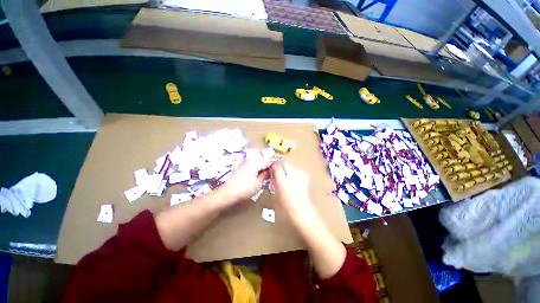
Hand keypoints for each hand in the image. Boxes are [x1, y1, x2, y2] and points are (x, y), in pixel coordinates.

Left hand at [219, 158, 271, 205]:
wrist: (227, 193)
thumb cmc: (244, 189)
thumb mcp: (258, 183)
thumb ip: (265, 175)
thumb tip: (270, 170)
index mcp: (255, 162)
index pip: (268, 162)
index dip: (274, 166)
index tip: (280, 169)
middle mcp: (250, 160)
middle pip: (263, 162)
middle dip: (268, 167)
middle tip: (274, 174)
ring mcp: (245, 162)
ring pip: (258, 164)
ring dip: (262, 169)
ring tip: (267, 176)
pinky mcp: (241, 166)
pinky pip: (252, 166)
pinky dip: (257, 170)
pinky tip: (259, 176)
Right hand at [270, 161, 314, 220]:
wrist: (302, 213)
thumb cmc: (285, 207)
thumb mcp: (276, 194)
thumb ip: (274, 181)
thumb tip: (273, 174)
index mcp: (283, 180)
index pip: (277, 166)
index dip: (273, 166)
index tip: (271, 168)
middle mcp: (293, 175)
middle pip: (286, 163)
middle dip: (281, 166)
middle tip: (277, 172)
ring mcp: (301, 176)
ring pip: (292, 166)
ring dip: (288, 169)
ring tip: (285, 177)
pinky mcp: (306, 179)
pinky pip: (298, 172)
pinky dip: (294, 173)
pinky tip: (293, 180)